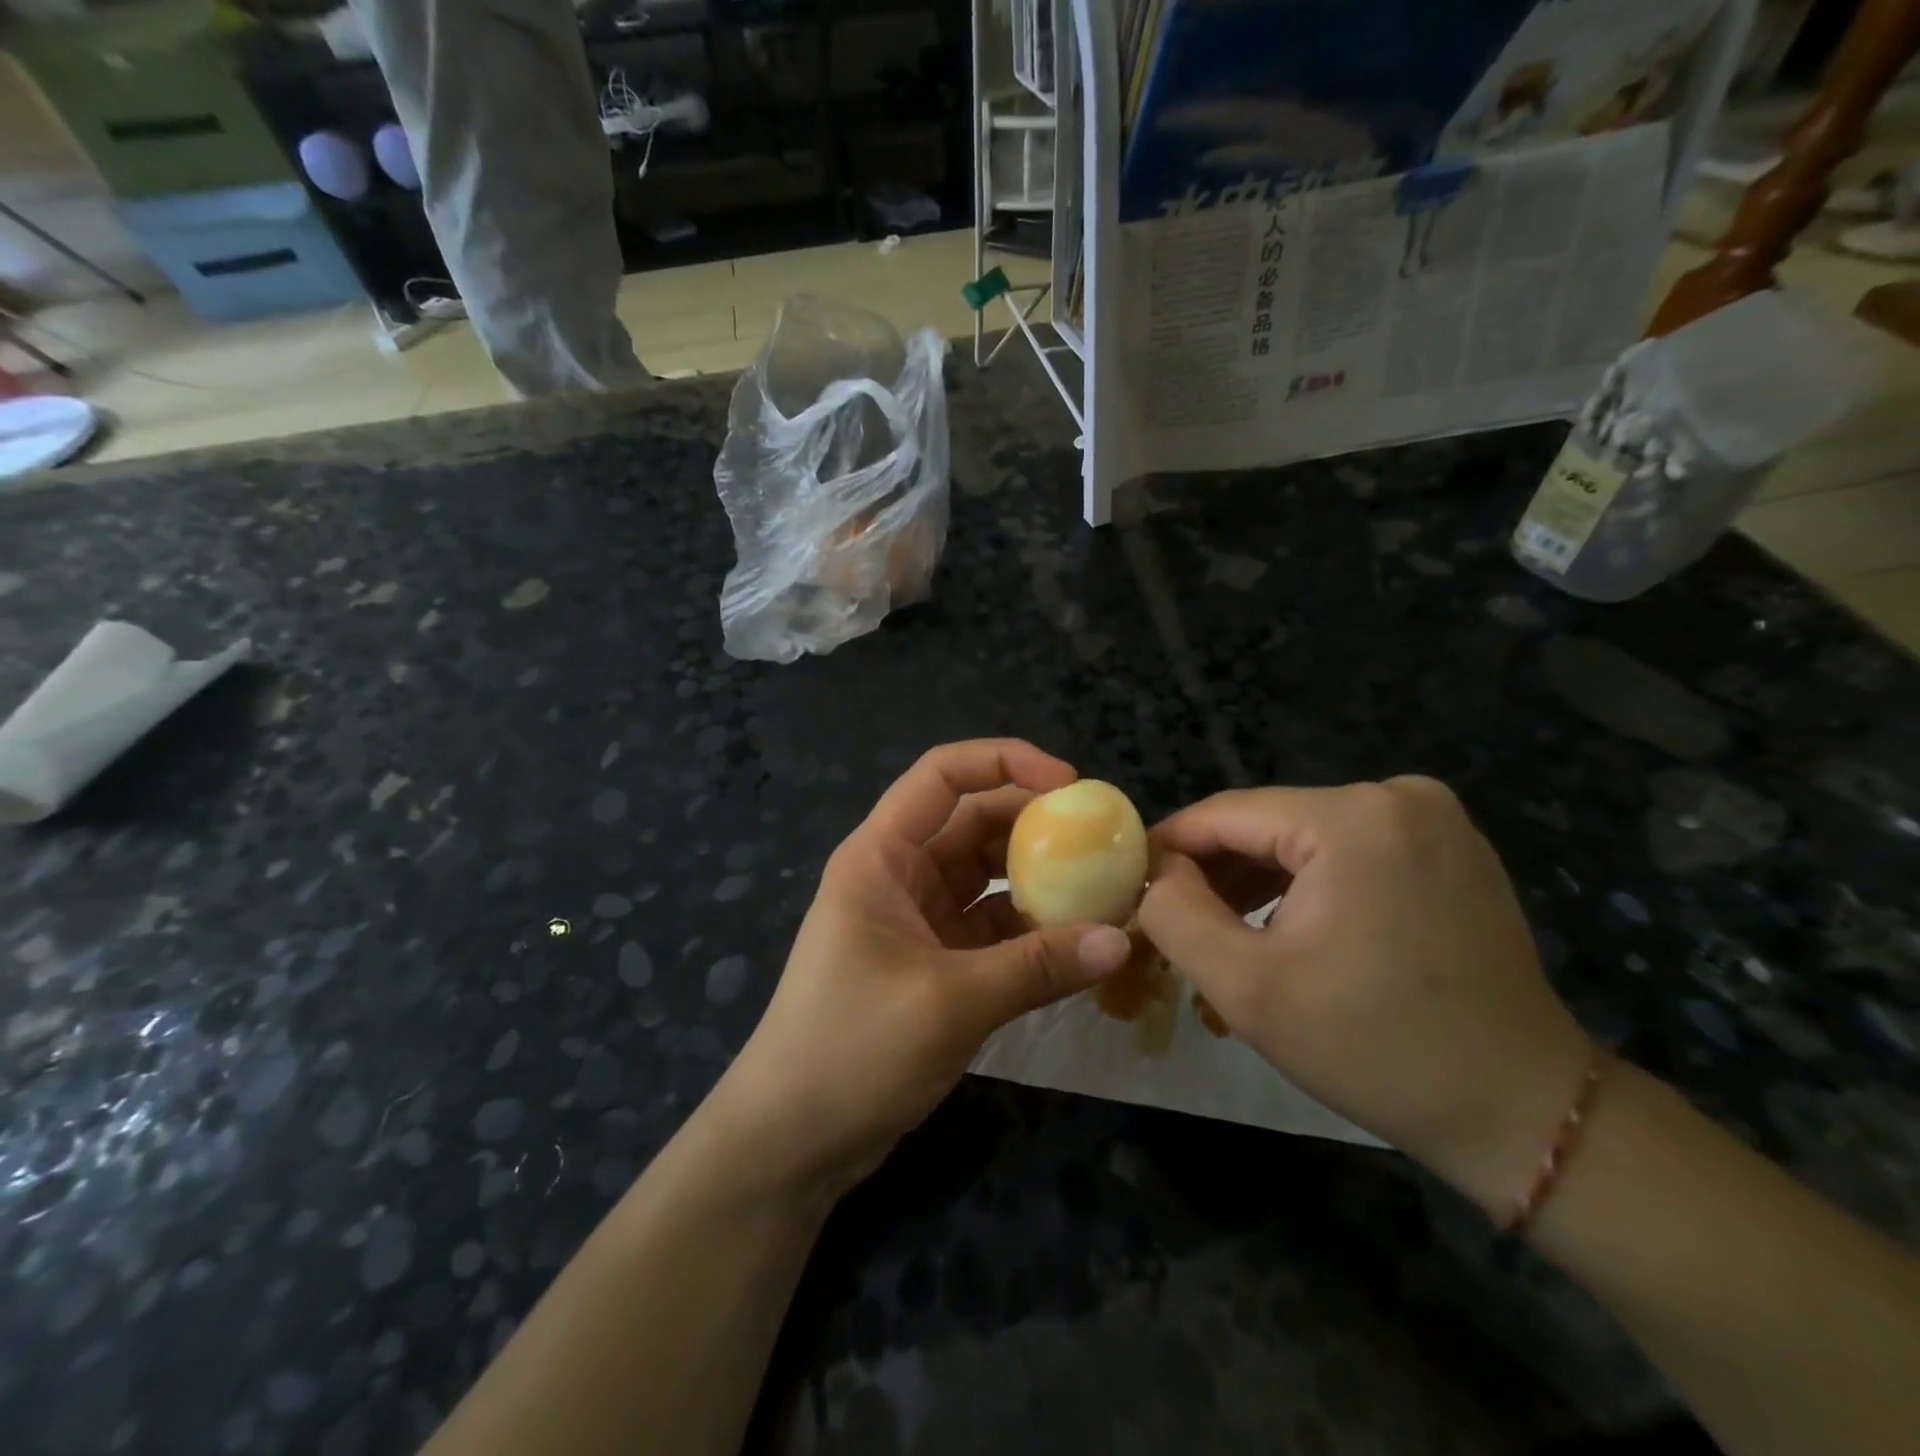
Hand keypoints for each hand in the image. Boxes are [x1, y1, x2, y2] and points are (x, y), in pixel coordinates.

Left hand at [708, 740, 1132, 1196]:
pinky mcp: (934, 962)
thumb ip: (1038, 967)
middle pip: (973, 821)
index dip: (1006, 761)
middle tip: (1103, 841)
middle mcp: (899, 874)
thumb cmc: (851, 1049)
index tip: (1070, 784)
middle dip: (1036, 824)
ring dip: (1039, 880)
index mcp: (881, 856)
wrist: (792, 1141)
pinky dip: (1030, 930)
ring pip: (987, 876)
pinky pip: (991, 927)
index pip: (942, 775)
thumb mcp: (950, 1002)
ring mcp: (917, 919)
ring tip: (1103, 888)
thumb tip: (1122, 940)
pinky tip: (1076, 943)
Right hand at [1137, 778, 1591, 1218]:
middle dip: (1215, 869)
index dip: (1170, 847)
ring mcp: (1433, 818)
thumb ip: (1176, 914)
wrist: (1522, 1110)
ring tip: (1219, 927)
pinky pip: (1349, 848)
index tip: (1131, 884)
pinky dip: (1307, 881)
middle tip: (1172, 919)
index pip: (1225, 813)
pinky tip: (1284, 924)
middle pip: (1267, 822)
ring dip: (1258, 878)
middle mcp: (1397, 796)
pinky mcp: (1449, 846)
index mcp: (1352, 818)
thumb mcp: (1247, 988)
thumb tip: (1154, 870)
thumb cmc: (1376, 1048)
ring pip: (1305, 835)